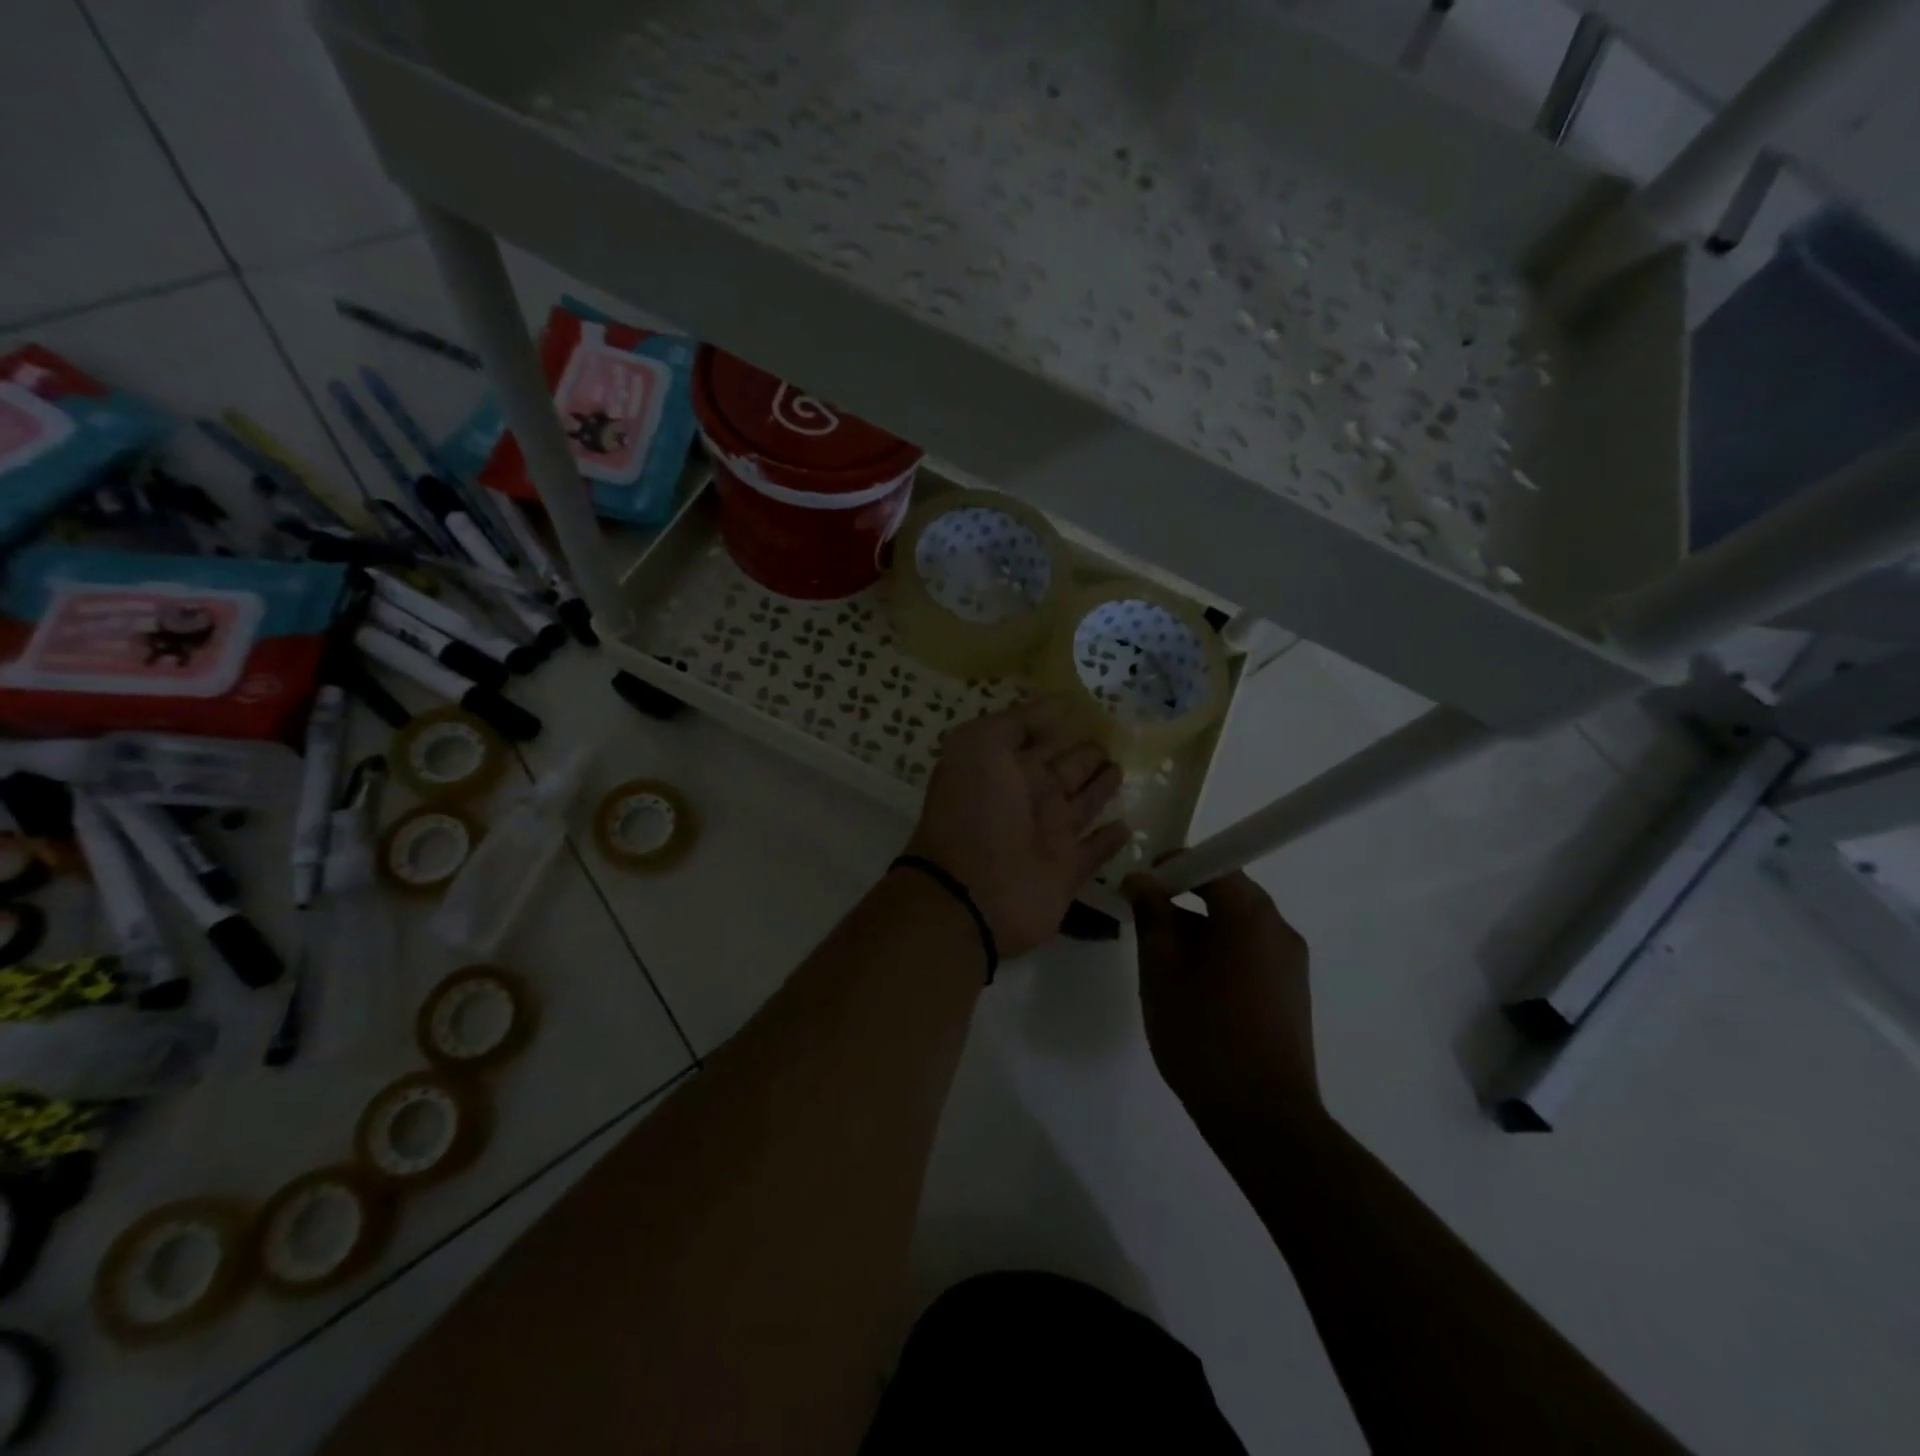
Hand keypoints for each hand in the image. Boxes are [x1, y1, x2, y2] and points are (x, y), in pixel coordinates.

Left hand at [905, 697, 1130, 959]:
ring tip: (1121, 768)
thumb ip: (1016, 723)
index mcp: (1005, 769)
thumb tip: (1057, 706)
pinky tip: (1126, 825)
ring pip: (1081, 806)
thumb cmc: (973, 811)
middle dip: (1085, 755)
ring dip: (1100, 789)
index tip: (1089, 708)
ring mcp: (1048, 837)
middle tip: (1115, 738)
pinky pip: (1094, 851)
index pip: (1038, 741)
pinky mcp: (1067, 873)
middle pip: (1064, 770)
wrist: (970, 893)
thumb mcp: (979, 746)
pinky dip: (1109, 841)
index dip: (1057, 726)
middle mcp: (1028, 800)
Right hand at [1123, 870, 1320, 1129]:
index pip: (1213, 863)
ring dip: (1201, 928)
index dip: (1174, 865)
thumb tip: (1141, 881)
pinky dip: (1221, 952)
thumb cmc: (1203, 1035)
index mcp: (1250, 916)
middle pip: (1229, 892)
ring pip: (1239, 924)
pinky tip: (1195, 989)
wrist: (1263, 1118)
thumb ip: (1151, 916)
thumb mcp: (1161, 971)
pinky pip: (1251, 951)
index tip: (1142, 884)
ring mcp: (1291, 962)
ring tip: (1166, 963)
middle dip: (1185, 898)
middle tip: (1147, 922)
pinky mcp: (1292, 991)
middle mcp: (1279, 929)